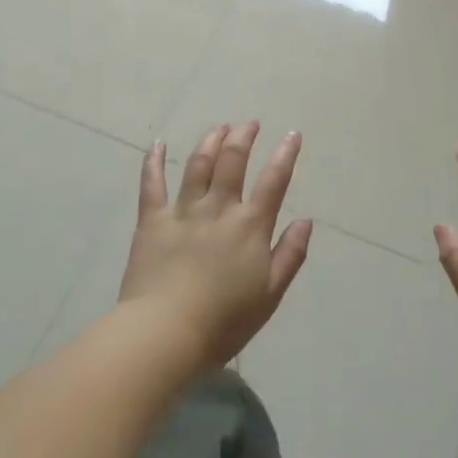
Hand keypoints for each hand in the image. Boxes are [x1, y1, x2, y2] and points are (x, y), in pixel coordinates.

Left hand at [118, 122, 313, 371]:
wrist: (166, 333)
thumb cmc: (224, 321)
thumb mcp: (270, 294)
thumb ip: (290, 255)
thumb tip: (306, 221)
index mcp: (250, 226)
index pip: (273, 181)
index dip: (285, 155)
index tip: (292, 134)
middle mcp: (219, 209)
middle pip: (232, 161)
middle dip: (243, 137)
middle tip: (249, 124)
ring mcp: (183, 211)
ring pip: (198, 165)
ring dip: (210, 141)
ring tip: (219, 127)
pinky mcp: (152, 221)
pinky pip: (152, 184)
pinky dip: (155, 161)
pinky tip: (158, 144)